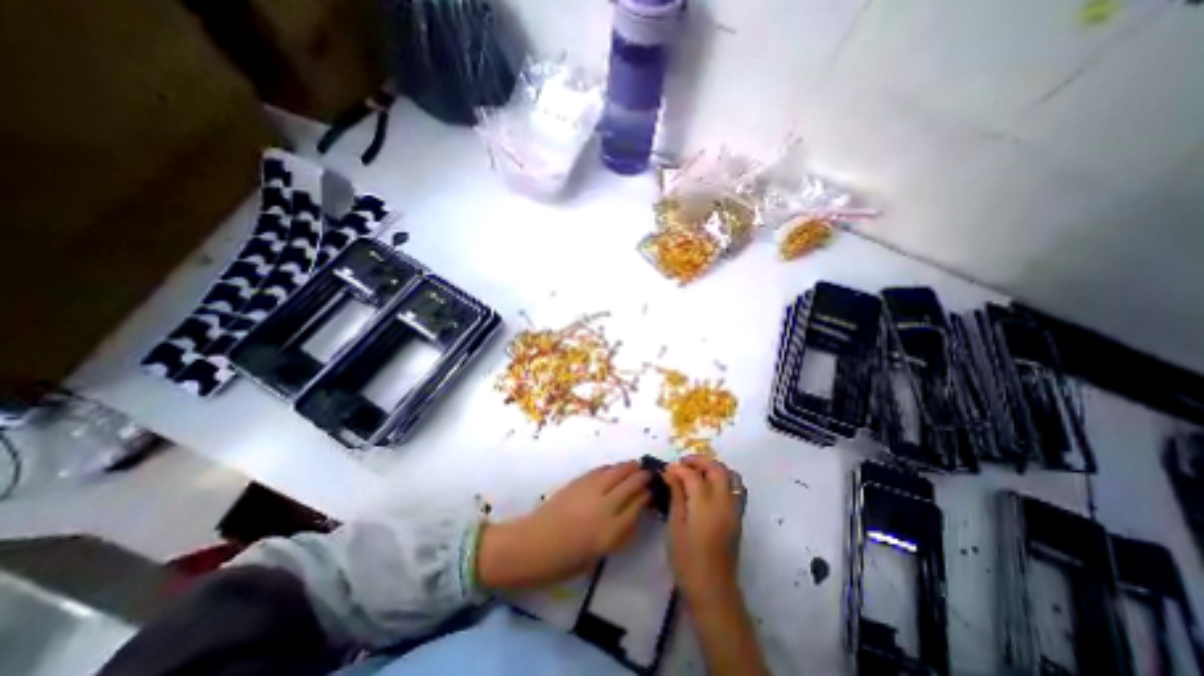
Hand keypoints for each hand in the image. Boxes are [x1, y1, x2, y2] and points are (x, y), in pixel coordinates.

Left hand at [478, 461, 648, 588]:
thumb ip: (618, 533)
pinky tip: (615, 468)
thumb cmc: (563, 561)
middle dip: (643, 477)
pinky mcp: (578, 482)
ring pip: (616, 472)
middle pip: (630, 485)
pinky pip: (601, 471)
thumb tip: (631, 515)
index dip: (647, 495)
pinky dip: (611, 467)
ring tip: (637, 464)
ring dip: (629, 467)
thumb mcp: (598, 554)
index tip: (654, 490)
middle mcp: (604, 507)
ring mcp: (591, 491)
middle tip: (650, 472)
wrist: (531, 545)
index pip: (637, 506)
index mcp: (611, 532)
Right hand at [668, 455, 744, 606]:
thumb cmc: (687, 560)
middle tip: (683, 464)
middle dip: (699, 460)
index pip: (693, 475)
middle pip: (717, 468)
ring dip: (714, 468)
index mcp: (705, 505)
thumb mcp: (675, 526)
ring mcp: (734, 509)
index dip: (678, 468)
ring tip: (697, 473)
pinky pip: (736, 488)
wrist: (713, 590)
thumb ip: (676, 496)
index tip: (667, 469)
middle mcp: (724, 502)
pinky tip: (709, 487)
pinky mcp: (738, 517)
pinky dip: (724, 479)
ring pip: (731, 475)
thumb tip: (670, 473)